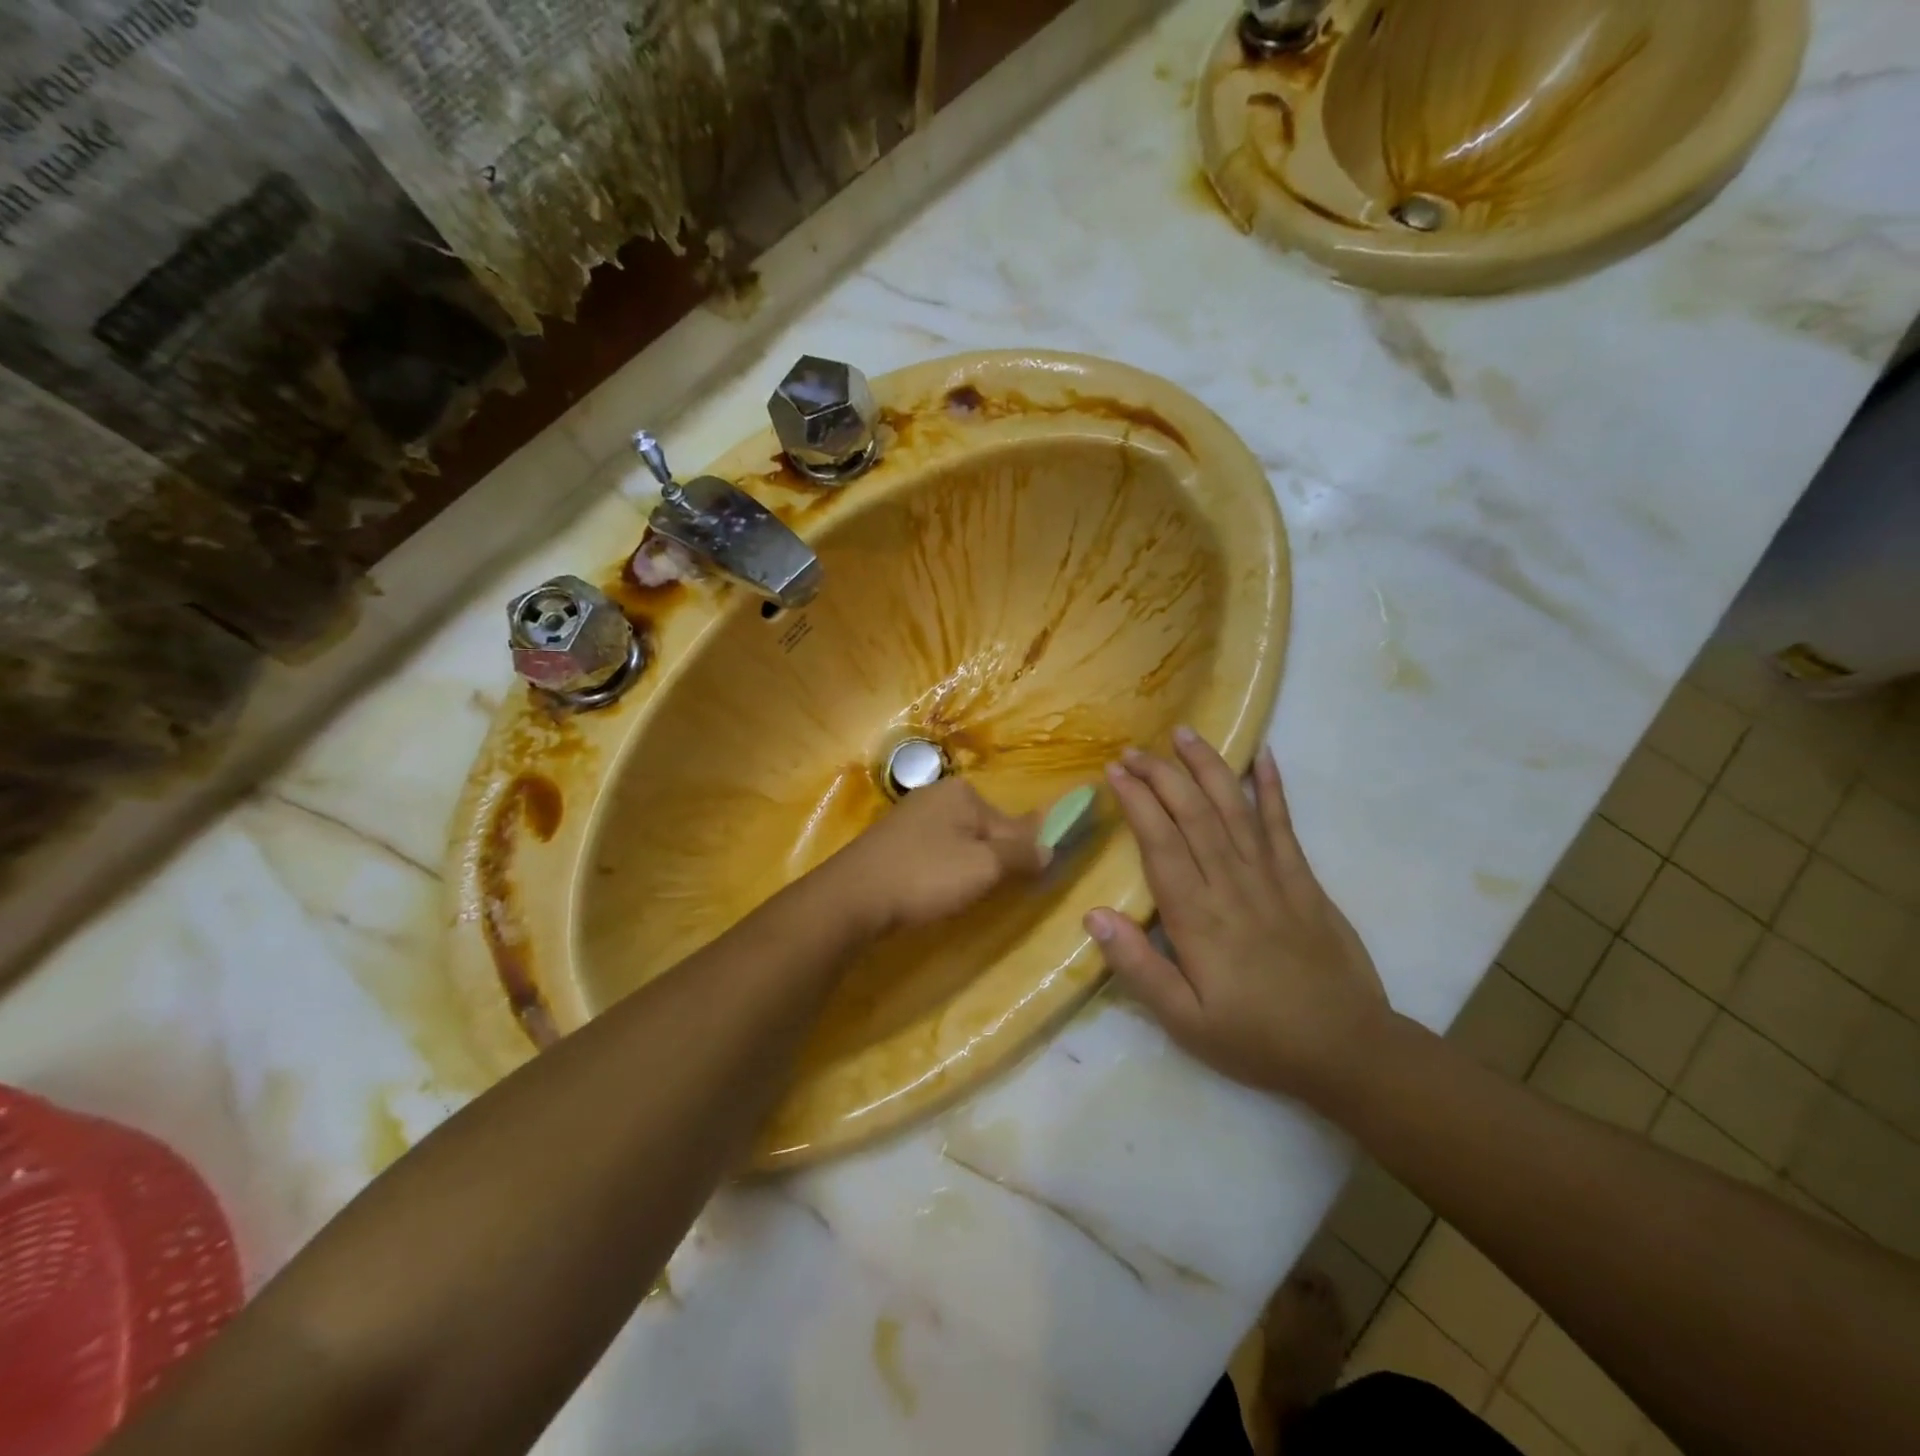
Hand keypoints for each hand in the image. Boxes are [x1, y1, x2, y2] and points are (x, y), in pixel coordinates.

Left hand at [824, 778, 1048, 936]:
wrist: (852, 896)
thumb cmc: (925, 876)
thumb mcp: (984, 867)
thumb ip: (1021, 855)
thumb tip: (1050, 848)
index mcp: (963, 792)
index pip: (1013, 823)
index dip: (1025, 854)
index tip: (1029, 882)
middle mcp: (936, 794)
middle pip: (985, 830)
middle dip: (992, 861)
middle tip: (987, 894)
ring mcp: (910, 815)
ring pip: (958, 843)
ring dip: (966, 868)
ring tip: (959, 897)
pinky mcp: (891, 840)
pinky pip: (933, 852)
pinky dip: (940, 871)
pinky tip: (933, 891)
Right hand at [1086, 728, 1389, 1103]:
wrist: (1348, 1051)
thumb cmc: (1256, 1039)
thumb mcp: (1185, 1022)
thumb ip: (1138, 968)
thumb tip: (1093, 915)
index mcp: (1197, 917)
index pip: (1160, 843)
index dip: (1137, 802)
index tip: (1115, 772)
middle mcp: (1233, 884)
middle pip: (1193, 813)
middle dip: (1161, 774)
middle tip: (1133, 749)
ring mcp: (1273, 877)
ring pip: (1234, 807)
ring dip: (1207, 767)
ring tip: (1184, 734)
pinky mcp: (1304, 880)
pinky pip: (1285, 824)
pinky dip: (1273, 788)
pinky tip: (1264, 756)